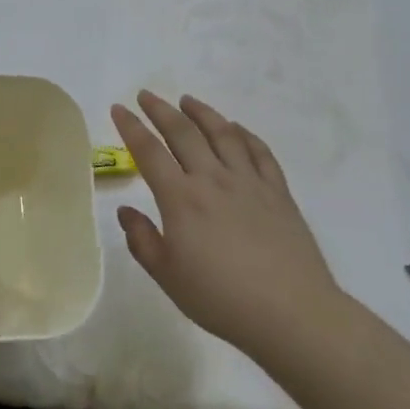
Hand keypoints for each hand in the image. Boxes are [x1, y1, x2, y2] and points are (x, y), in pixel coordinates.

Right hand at [112, 92, 341, 360]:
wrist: (291, 313)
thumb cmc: (221, 299)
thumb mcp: (167, 276)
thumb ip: (142, 240)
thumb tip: (125, 212)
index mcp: (181, 199)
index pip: (148, 152)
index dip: (131, 127)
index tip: (118, 108)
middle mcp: (213, 179)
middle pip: (183, 132)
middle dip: (161, 110)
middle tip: (146, 95)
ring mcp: (249, 182)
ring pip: (222, 133)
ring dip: (202, 113)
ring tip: (187, 100)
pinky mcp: (278, 192)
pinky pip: (259, 152)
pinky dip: (244, 134)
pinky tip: (236, 128)